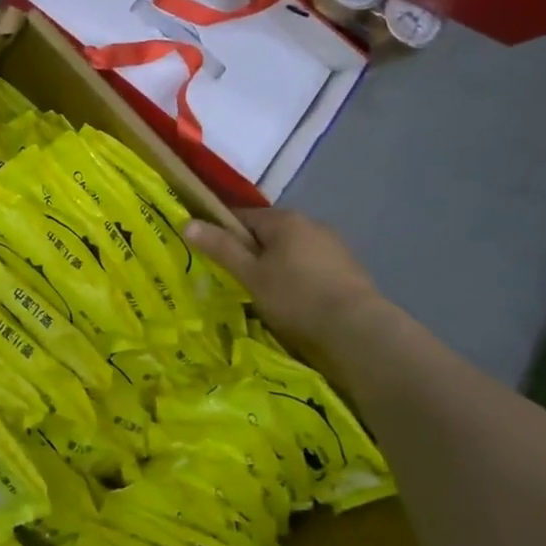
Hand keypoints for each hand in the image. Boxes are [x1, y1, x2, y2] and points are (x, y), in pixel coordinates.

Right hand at [185, 208, 382, 361]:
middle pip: (268, 233)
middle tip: (239, 281)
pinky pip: (312, 266)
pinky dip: (300, 278)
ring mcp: (334, 246)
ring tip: (267, 295)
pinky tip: (297, 302)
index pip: (241, 216)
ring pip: (291, 250)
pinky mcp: (349, 269)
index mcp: (284, 219)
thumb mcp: (250, 274)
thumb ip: (220, 247)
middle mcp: (311, 223)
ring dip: (277, 266)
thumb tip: (187, 222)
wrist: (359, 330)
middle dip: (252, 252)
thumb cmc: (296, 296)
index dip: (222, 233)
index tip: (212, 256)